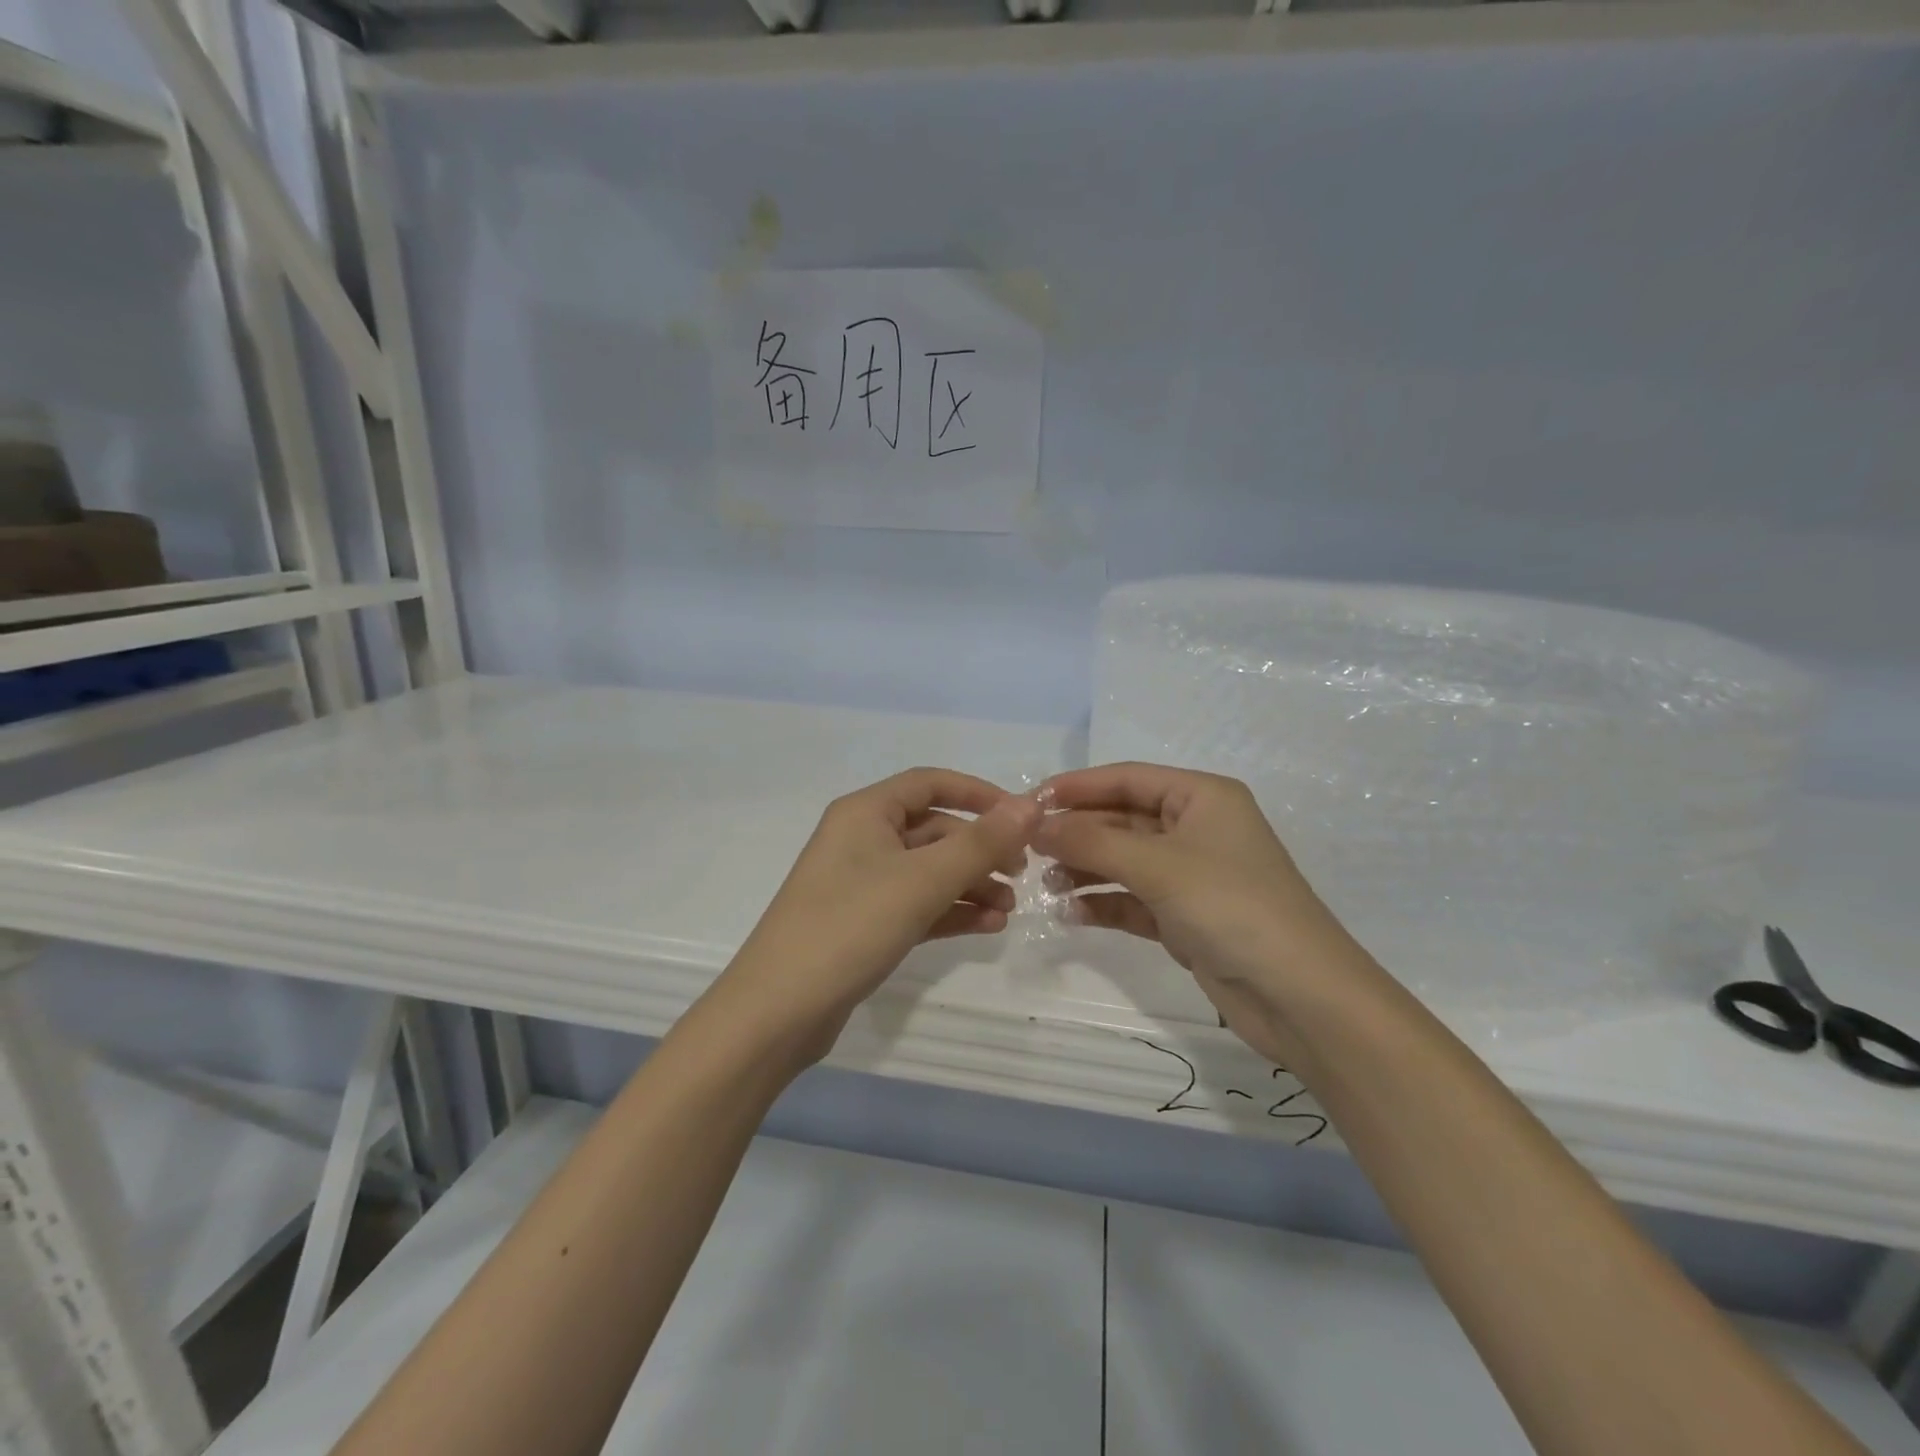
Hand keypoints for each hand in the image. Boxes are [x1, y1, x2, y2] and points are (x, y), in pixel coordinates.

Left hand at [712, 768, 1040, 1064]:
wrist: (779, 1011)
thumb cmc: (850, 927)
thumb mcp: (922, 881)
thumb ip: (980, 843)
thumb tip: (1031, 806)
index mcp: (865, 812)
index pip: (931, 783)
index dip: (979, 794)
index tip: (1022, 817)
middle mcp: (861, 839)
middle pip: (933, 830)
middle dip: (980, 849)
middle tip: (1022, 873)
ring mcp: (861, 883)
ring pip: (928, 871)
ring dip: (970, 884)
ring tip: (1009, 909)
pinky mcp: (863, 923)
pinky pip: (917, 904)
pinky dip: (951, 911)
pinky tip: (988, 927)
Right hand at [1035, 762, 1377, 1064]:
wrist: (1300, 997)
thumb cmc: (1231, 907)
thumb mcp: (1157, 866)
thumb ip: (1092, 841)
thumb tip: (1036, 824)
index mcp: (1202, 797)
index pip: (1127, 778)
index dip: (1077, 787)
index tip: (1028, 801)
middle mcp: (1197, 828)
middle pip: (1122, 819)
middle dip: (1078, 833)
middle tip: (1028, 849)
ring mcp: (1191, 875)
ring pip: (1124, 861)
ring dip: (1085, 869)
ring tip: (1045, 885)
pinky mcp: (1186, 917)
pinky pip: (1133, 900)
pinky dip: (1104, 904)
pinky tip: (1071, 915)